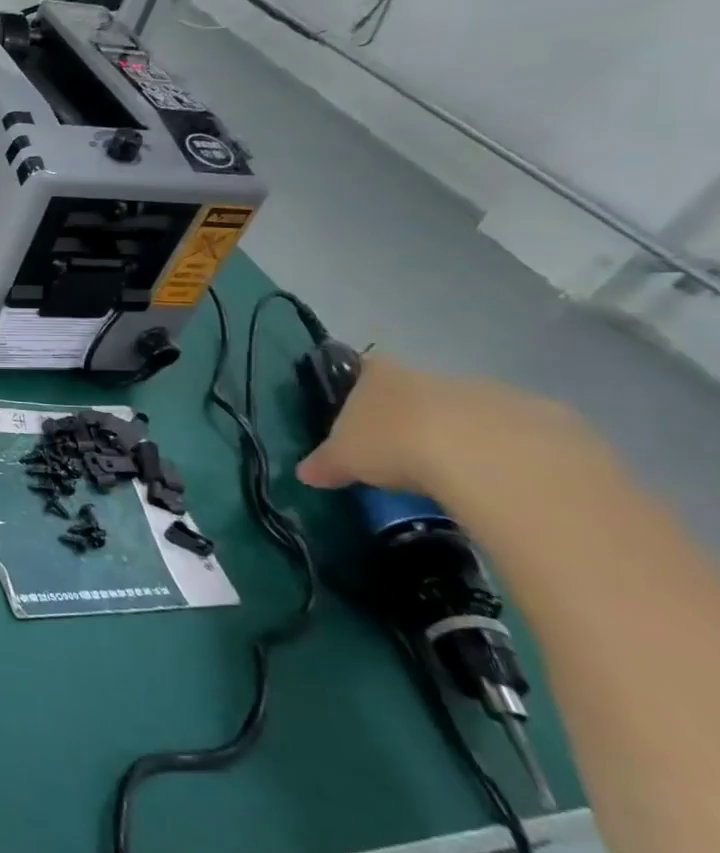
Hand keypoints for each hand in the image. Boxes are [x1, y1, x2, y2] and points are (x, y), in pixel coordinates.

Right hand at [296, 353, 588, 498]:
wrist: (490, 457)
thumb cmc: (396, 443)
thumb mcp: (345, 458)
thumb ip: (325, 463)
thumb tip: (305, 474)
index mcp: (383, 376)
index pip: (366, 367)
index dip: (362, 386)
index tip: (362, 414)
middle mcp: (435, 375)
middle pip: (421, 391)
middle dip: (416, 418)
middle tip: (407, 456)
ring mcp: (493, 393)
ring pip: (472, 412)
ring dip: (466, 437)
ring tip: (458, 478)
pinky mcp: (546, 419)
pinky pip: (520, 437)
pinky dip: (510, 456)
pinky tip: (502, 485)